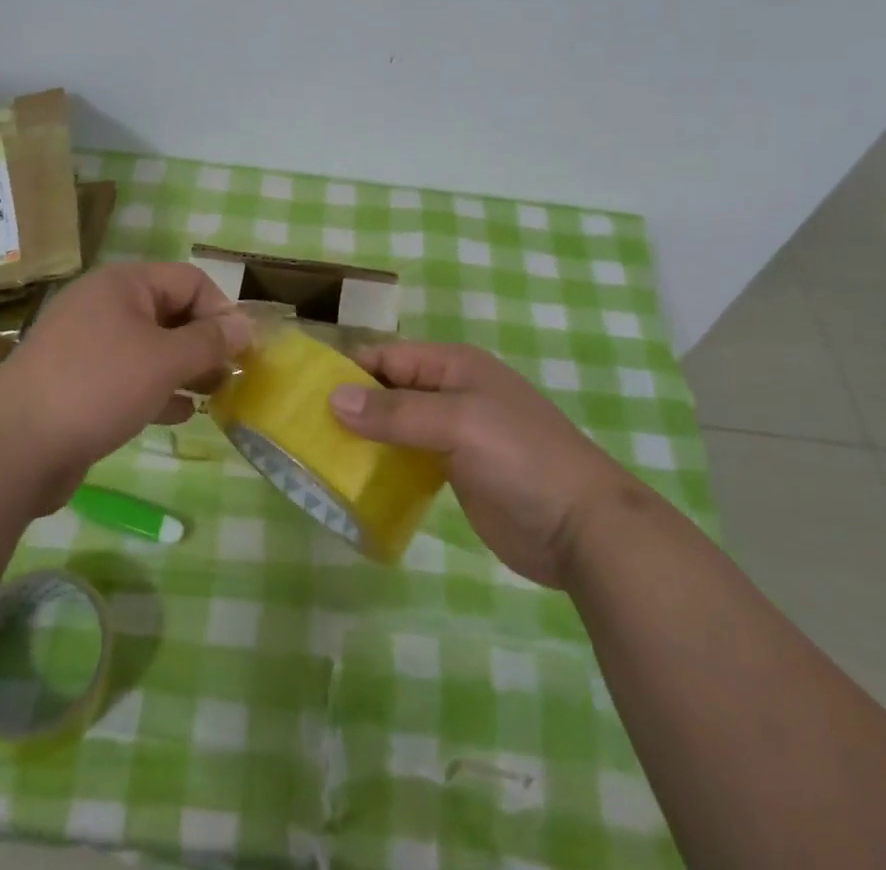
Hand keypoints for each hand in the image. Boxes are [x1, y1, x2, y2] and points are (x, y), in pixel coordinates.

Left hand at [0, 263, 250, 510]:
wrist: (13, 447)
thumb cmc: (98, 386)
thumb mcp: (165, 360)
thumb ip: (210, 342)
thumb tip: (246, 325)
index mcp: (123, 283)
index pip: (190, 280)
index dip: (221, 311)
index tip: (242, 351)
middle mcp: (104, 305)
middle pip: (170, 312)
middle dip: (204, 342)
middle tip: (230, 376)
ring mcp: (86, 344)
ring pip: (150, 347)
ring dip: (184, 368)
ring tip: (213, 396)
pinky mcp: (76, 381)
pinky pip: (127, 375)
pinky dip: (156, 389)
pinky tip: (178, 415)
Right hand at [331, 342, 629, 587]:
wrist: (582, 528)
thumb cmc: (521, 458)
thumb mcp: (458, 424)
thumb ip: (396, 412)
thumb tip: (332, 398)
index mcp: (454, 366)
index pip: (389, 357)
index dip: (349, 371)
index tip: (304, 393)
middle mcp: (451, 393)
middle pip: (389, 391)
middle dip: (352, 407)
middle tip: (303, 431)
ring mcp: (454, 435)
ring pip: (396, 427)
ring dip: (365, 439)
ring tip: (318, 458)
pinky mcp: (456, 473)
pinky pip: (409, 460)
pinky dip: (384, 466)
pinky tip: (355, 483)